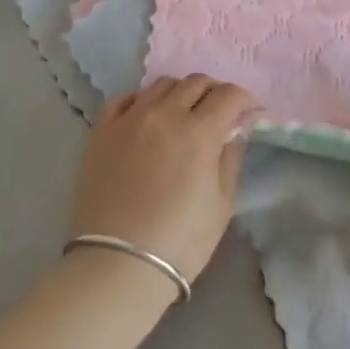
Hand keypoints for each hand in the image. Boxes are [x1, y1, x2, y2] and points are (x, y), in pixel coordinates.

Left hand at [70, 76, 254, 290]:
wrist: (117, 266)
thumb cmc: (180, 241)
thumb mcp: (222, 205)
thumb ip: (230, 160)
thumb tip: (233, 132)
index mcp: (199, 132)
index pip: (228, 95)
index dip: (243, 99)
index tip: (247, 111)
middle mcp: (165, 114)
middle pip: (195, 82)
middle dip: (213, 92)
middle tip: (217, 111)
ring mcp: (130, 119)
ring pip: (161, 84)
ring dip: (180, 92)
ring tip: (182, 112)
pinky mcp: (102, 131)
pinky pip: (125, 98)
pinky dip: (142, 100)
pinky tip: (146, 116)